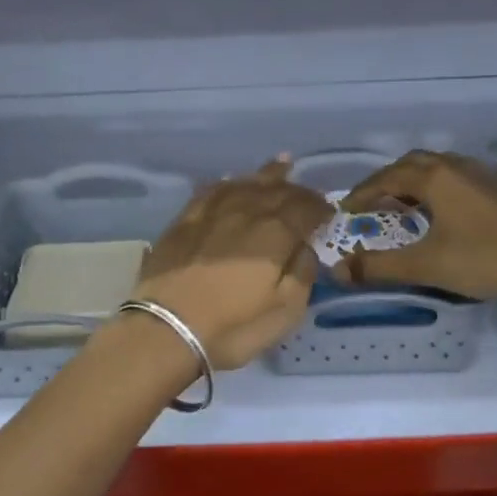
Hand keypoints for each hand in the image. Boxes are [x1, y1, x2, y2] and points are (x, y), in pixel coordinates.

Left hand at [129, 159, 332, 369]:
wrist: (167, 329)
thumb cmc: (233, 327)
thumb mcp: (286, 311)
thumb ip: (303, 274)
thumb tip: (306, 248)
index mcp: (275, 233)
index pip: (305, 209)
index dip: (319, 208)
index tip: (329, 213)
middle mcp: (245, 212)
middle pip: (276, 191)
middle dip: (297, 190)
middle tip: (308, 194)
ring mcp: (210, 214)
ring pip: (244, 184)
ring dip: (265, 176)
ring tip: (280, 165)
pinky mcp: (183, 223)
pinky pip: (210, 192)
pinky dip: (226, 184)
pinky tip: (230, 182)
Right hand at [335, 150, 496, 304]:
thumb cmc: (482, 259)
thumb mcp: (425, 265)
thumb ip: (378, 267)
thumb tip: (338, 270)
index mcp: (435, 178)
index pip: (387, 178)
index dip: (363, 194)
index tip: (346, 211)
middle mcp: (457, 167)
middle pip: (413, 164)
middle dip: (387, 181)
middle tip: (373, 205)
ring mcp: (484, 175)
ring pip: (439, 167)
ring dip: (415, 182)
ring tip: (404, 206)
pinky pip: (460, 177)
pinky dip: (440, 188)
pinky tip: (444, 211)